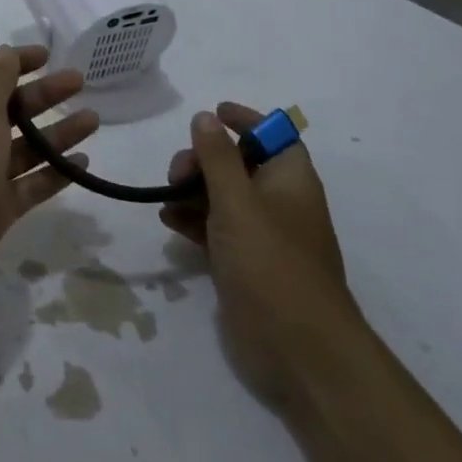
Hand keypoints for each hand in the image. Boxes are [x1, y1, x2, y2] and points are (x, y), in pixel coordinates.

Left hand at [0, 46, 97, 294]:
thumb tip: (4, 51)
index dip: (13, 61)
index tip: (47, 56)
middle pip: (8, 109)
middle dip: (42, 94)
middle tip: (79, 82)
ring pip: (23, 148)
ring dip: (56, 133)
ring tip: (93, 120)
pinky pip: (30, 184)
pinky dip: (54, 173)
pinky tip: (83, 163)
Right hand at [159, 103, 363, 412]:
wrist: (296, 347)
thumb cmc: (270, 262)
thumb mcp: (237, 201)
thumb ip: (218, 157)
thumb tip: (205, 117)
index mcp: (291, 181)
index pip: (273, 135)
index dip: (245, 120)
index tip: (211, 113)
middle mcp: (279, 203)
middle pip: (240, 164)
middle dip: (205, 159)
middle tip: (177, 172)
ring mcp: (261, 237)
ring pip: (223, 197)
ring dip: (192, 190)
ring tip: (166, 196)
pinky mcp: (244, 264)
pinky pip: (214, 229)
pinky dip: (192, 220)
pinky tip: (167, 221)